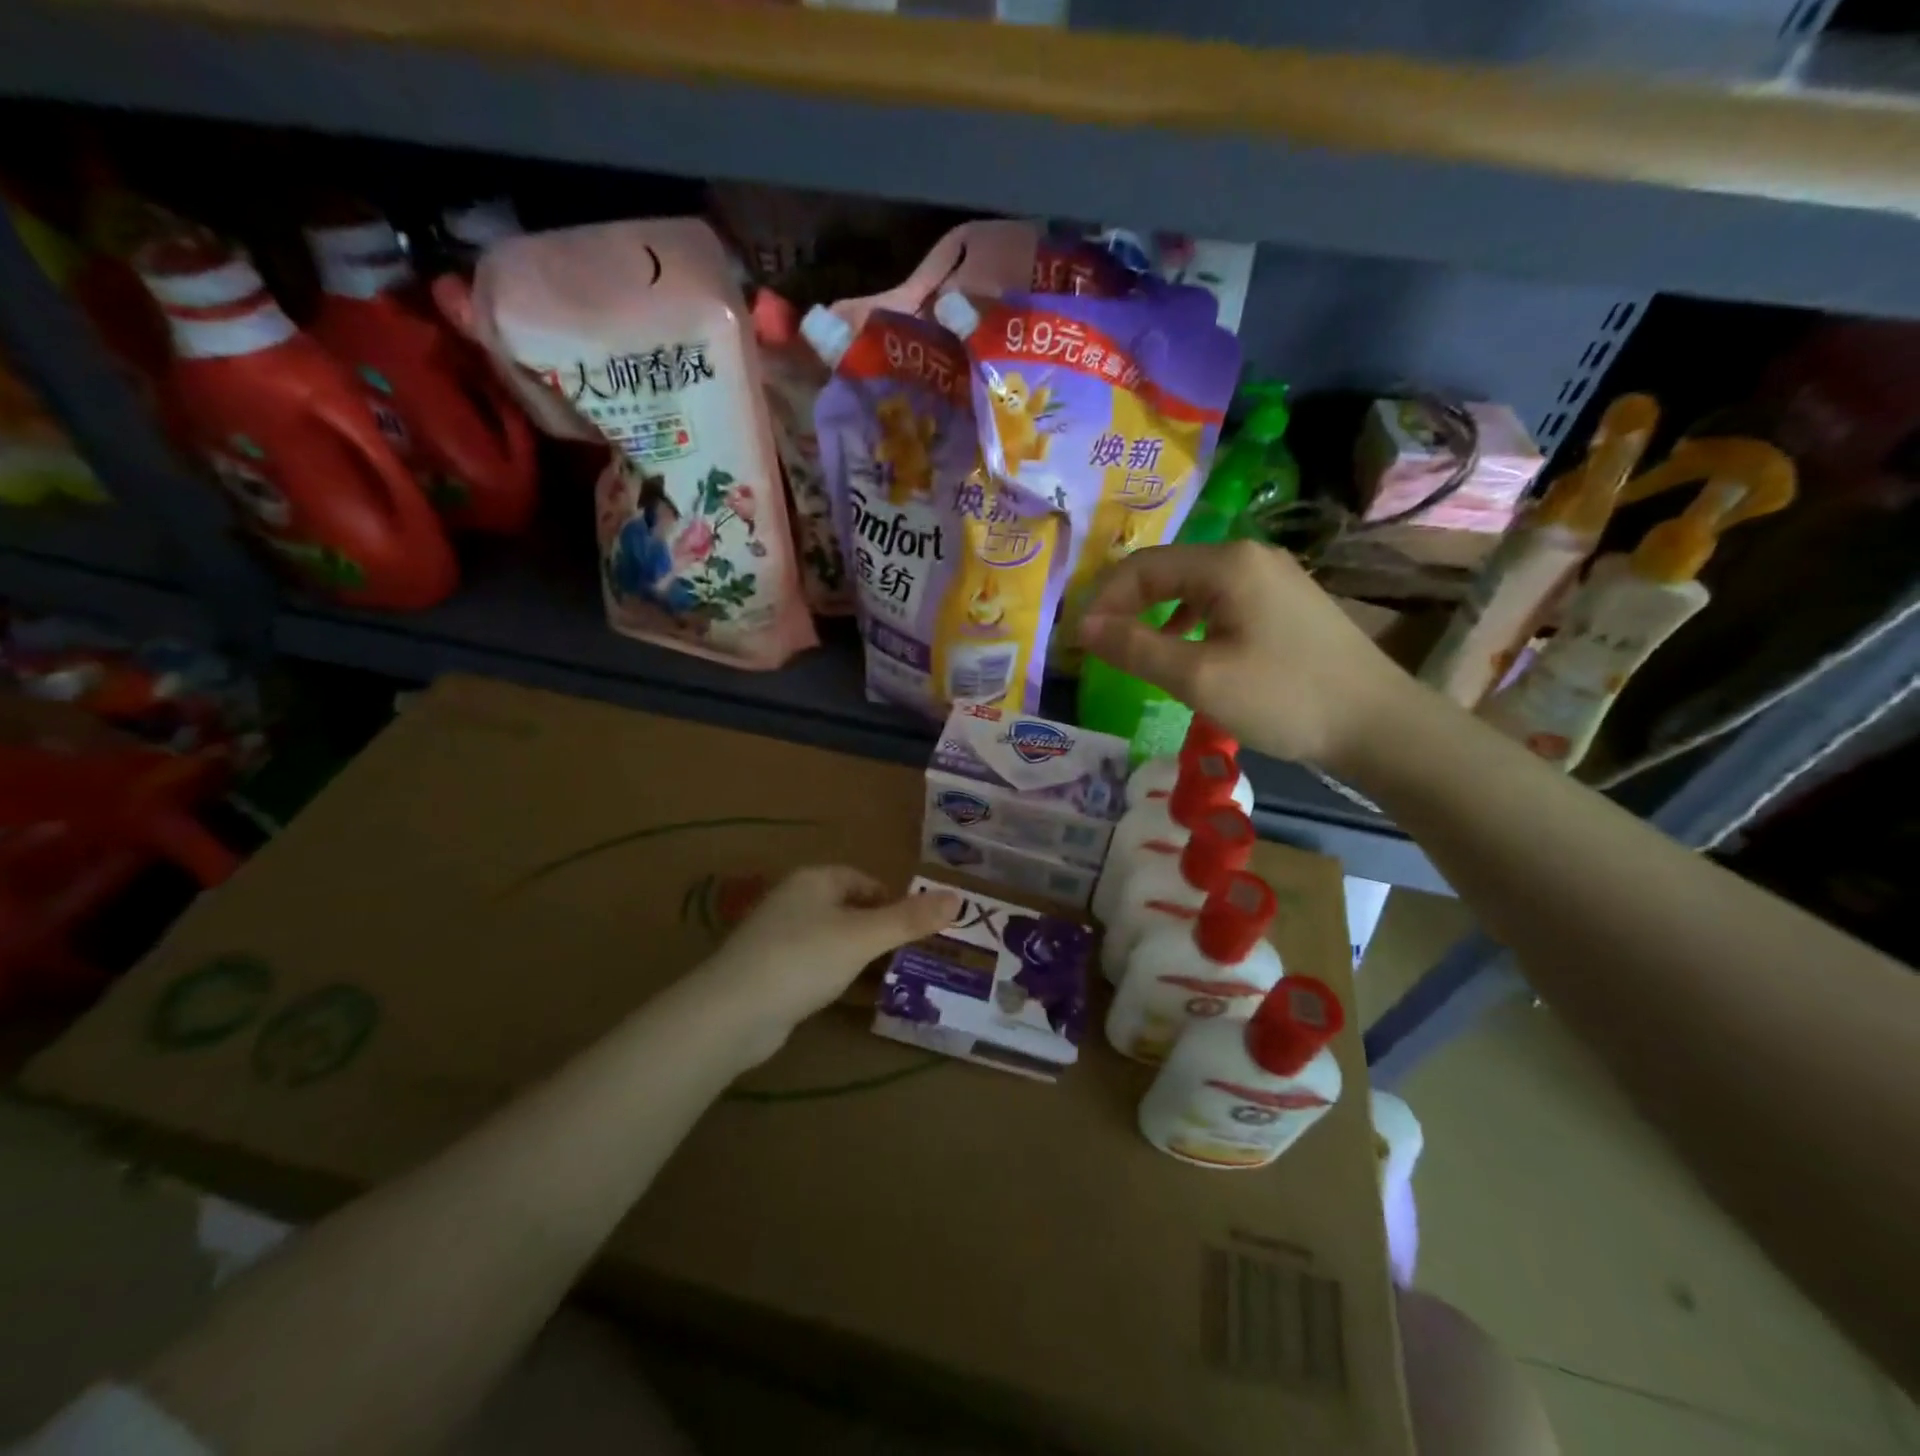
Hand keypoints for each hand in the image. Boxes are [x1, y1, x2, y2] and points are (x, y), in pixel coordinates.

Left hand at [693, 867, 959, 1062]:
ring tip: (891, 979)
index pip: (865, 881)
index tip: (917, 931)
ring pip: (833, 940)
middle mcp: (795, 901)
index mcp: (815, 880)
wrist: (732, 1013)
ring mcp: (779, 937)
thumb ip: (910, 919)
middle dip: (880, 932)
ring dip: (860, 957)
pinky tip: (852, 999)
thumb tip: (958, 897)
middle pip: (850, 909)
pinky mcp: (771, 972)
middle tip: (911, 958)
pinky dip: (837, 977)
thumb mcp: (864, 937)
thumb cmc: (803, 959)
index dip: (893, 902)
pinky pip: (815, 966)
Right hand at [1077, 541, 1414, 769]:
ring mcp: (1272, 577)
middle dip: (1127, 606)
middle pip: (1167, 570)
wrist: (1377, 724)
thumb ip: (1136, 649)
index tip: (1079, 641)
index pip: (1142, 567)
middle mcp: (1248, 556)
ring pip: (1192, 587)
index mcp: (1226, 563)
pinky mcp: (1285, 603)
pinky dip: (1188, 623)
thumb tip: (1083, 628)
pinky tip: (1185, 652)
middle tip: (1099, 646)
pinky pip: (1220, 602)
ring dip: (1155, 615)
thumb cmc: (1283, 698)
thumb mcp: (1199, 678)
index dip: (1104, 601)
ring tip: (1134, 651)